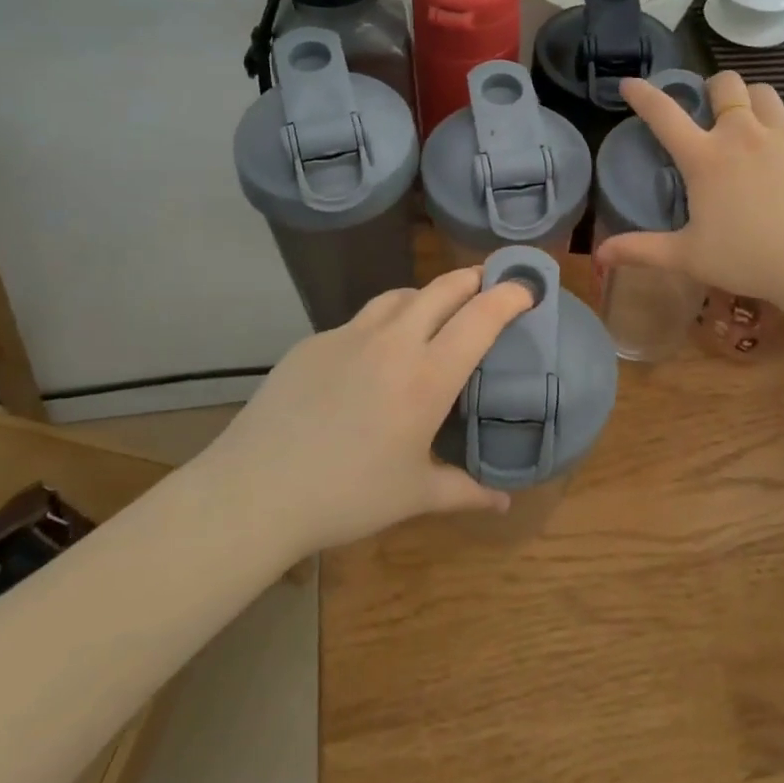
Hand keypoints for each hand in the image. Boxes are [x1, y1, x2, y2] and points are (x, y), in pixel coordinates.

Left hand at [216, 270, 533, 552]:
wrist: (257, 490)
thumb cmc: (347, 496)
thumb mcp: (414, 496)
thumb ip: (465, 492)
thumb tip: (504, 502)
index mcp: (428, 376)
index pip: (481, 317)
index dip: (510, 295)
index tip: (526, 289)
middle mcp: (394, 342)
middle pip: (443, 288)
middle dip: (472, 279)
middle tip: (487, 287)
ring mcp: (349, 335)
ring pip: (400, 296)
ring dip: (427, 296)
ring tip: (434, 313)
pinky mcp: (314, 341)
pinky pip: (360, 319)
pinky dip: (383, 323)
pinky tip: (374, 355)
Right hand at [596, 71, 783, 304]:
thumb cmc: (748, 259)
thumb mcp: (688, 257)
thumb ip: (642, 250)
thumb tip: (599, 255)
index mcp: (704, 158)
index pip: (663, 114)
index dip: (643, 95)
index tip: (631, 84)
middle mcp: (741, 133)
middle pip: (726, 84)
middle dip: (716, 89)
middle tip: (716, 109)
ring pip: (765, 93)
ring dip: (754, 102)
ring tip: (755, 123)